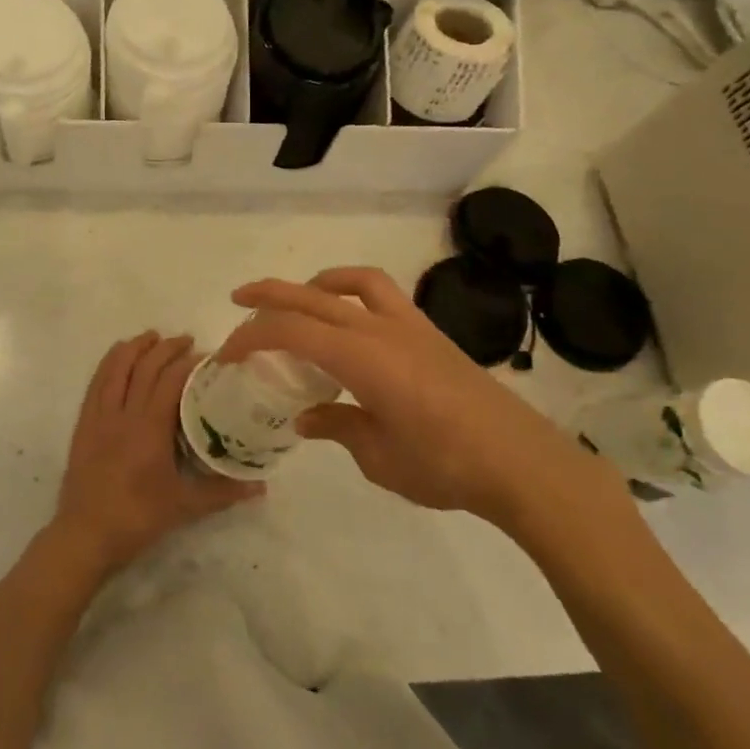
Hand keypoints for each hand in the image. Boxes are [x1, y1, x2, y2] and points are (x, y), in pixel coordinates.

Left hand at [50, 332, 262, 576]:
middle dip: (166, 347)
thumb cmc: (137, 519)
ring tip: (152, 337)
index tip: (209, 357)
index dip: (190, 362)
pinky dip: (109, 363)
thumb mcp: (184, 506)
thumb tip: (261, 486)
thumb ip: (223, 492)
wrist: (85, 535)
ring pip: (115, 368)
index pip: (171, 380)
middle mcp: (123, 413)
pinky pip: (95, 382)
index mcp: (149, 428)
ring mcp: (99, 416)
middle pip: (144, 366)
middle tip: (187, 341)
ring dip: (135, 347)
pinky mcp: (83, 424)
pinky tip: (118, 357)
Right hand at [217, 269, 629, 536]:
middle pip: (313, 296)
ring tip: (298, 300)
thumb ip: (338, 427)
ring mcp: (410, 327)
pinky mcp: (431, 335)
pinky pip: (384, 297)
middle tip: (239, 301)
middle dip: (270, 295)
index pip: (292, 331)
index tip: (228, 355)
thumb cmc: (444, 465)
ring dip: (317, 283)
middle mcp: (381, 330)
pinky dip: (354, 295)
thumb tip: (307, 417)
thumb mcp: (378, 457)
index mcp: (362, 358)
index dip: (252, 337)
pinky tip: (351, 325)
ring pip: (353, 283)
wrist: (521, 462)